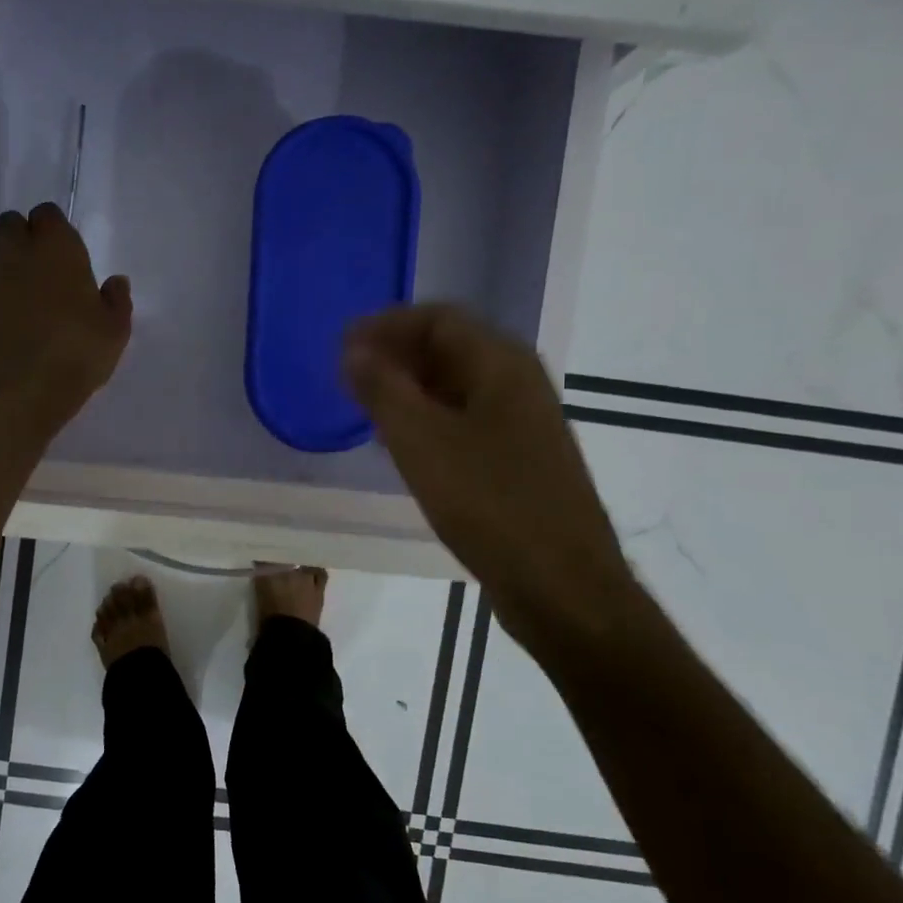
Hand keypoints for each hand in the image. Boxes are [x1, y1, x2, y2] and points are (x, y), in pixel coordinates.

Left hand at [0, 203, 132, 437]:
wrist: (15, 392)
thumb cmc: (75, 355)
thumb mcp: (114, 333)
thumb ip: (116, 302)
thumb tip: (116, 283)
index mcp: (57, 249)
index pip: (48, 215)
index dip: (54, 230)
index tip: (64, 253)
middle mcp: (17, 254)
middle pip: (10, 224)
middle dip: (21, 237)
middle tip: (40, 271)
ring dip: (5, 274)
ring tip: (21, 309)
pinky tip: (3, 331)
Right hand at [344, 304, 640, 657]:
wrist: (560, 584)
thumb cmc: (489, 504)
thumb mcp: (421, 442)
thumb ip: (383, 390)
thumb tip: (354, 351)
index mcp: (502, 365)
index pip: (438, 319)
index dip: (386, 326)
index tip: (342, 347)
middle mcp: (518, 383)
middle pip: (451, 348)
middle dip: (396, 355)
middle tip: (348, 378)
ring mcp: (522, 424)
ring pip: (457, 387)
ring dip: (410, 388)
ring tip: (366, 409)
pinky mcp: (518, 460)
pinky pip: (465, 420)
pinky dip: (428, 420)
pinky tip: (403, 446)